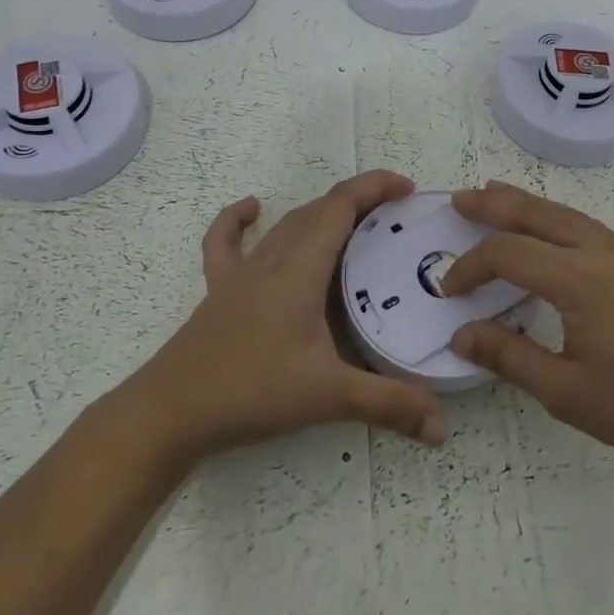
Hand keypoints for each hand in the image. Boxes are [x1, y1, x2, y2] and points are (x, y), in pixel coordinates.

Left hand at [126, 171, 447, 464]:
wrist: (171, 411)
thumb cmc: (251, 390)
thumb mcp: (328, 395)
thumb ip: (388, 405)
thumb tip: (442, 427)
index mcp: (300, 268)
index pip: (341, 206)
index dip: (375, 187)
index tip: (408, 189)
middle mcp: (272, 258)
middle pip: (318, 210)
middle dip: (359, 202)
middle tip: (395, 220)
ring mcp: (241, 272)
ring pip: (286, 225)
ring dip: (321, 214)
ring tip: (354, 226)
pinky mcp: (219, 290)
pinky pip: (227, 242)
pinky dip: (239, 220)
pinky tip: (251, 210)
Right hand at [442, 181, 613, 483]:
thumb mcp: (566, 393)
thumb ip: (509, 356)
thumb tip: (461, 334)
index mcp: (581, 278)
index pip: (508, 253)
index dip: (471, 266)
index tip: (449, 292)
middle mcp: (604, 251)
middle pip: (538, 213)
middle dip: (494, 203)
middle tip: (459, 199)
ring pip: (567, 214)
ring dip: (527, 205)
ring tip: (496, 197)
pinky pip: (589, 227)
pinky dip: (557, 220)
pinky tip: (550, 234)